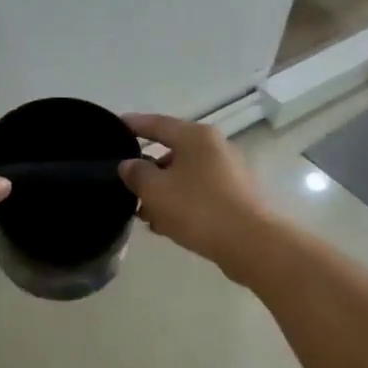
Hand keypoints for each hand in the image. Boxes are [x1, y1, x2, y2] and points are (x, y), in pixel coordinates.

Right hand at [119, 113, 277, 272]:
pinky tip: (166, 225)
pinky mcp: (236, 197)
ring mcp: (229, 173)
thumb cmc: (199, 209)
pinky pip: (199, 194)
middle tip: (126, 183)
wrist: (253, 244)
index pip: (157, 123)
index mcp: (195, 136)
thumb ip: (136, 173)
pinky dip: (181, 203)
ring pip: (185, 176)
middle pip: (172, 151)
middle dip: (147, 169)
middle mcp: (215, 148)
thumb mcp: (156, 190)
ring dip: (163, 191)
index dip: (133, 125)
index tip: (114, 125)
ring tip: (143, 213)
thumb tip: (129, 165)